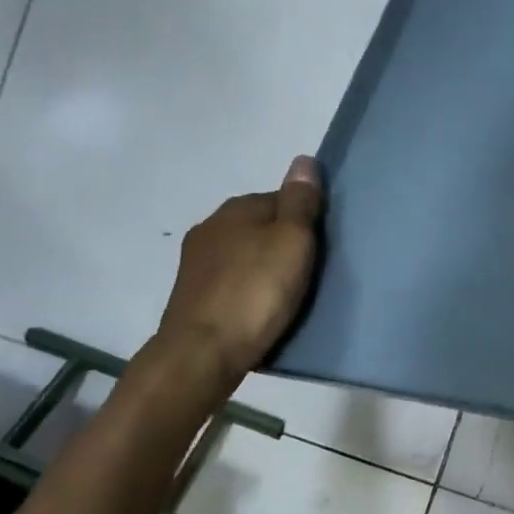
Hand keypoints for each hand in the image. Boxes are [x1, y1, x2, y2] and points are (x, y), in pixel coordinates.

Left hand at [158, 155, 323, 377]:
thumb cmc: (256, 292)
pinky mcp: (192, 297)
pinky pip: (232, 283)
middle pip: (260, 227)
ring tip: (287, 294)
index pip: (281, 199)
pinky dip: (247, 290)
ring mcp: (196, 264)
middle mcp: (211, 227)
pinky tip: (260, 310)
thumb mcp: (292, 240)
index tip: (321, 246)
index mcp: (236, 209)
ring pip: (244, 255)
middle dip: (282, 243)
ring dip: (263, 268)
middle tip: (309, 272)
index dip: (305, 220)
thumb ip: (300, 201)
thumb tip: (303, 159)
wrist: (202, 353)